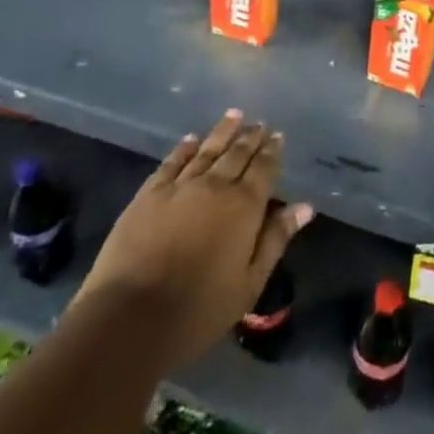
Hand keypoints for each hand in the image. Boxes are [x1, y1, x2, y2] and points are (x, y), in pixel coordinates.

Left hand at [76, 110, 312, 369]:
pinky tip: (192, 140)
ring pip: (208, 150)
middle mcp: (215, 186)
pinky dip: (185, 148)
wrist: (129, 318)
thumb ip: (275, 240)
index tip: (278, 136)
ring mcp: (180, 186)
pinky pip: (172, 162)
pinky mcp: (149, 194)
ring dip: (223, 131)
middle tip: (259, 123)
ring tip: (234, 115)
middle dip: (251, 137)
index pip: (264, 168)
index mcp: (244, 206)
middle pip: (237, 153)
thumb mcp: (249, 284)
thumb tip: (304, 206)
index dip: (272, 151)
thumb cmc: (198, 309)